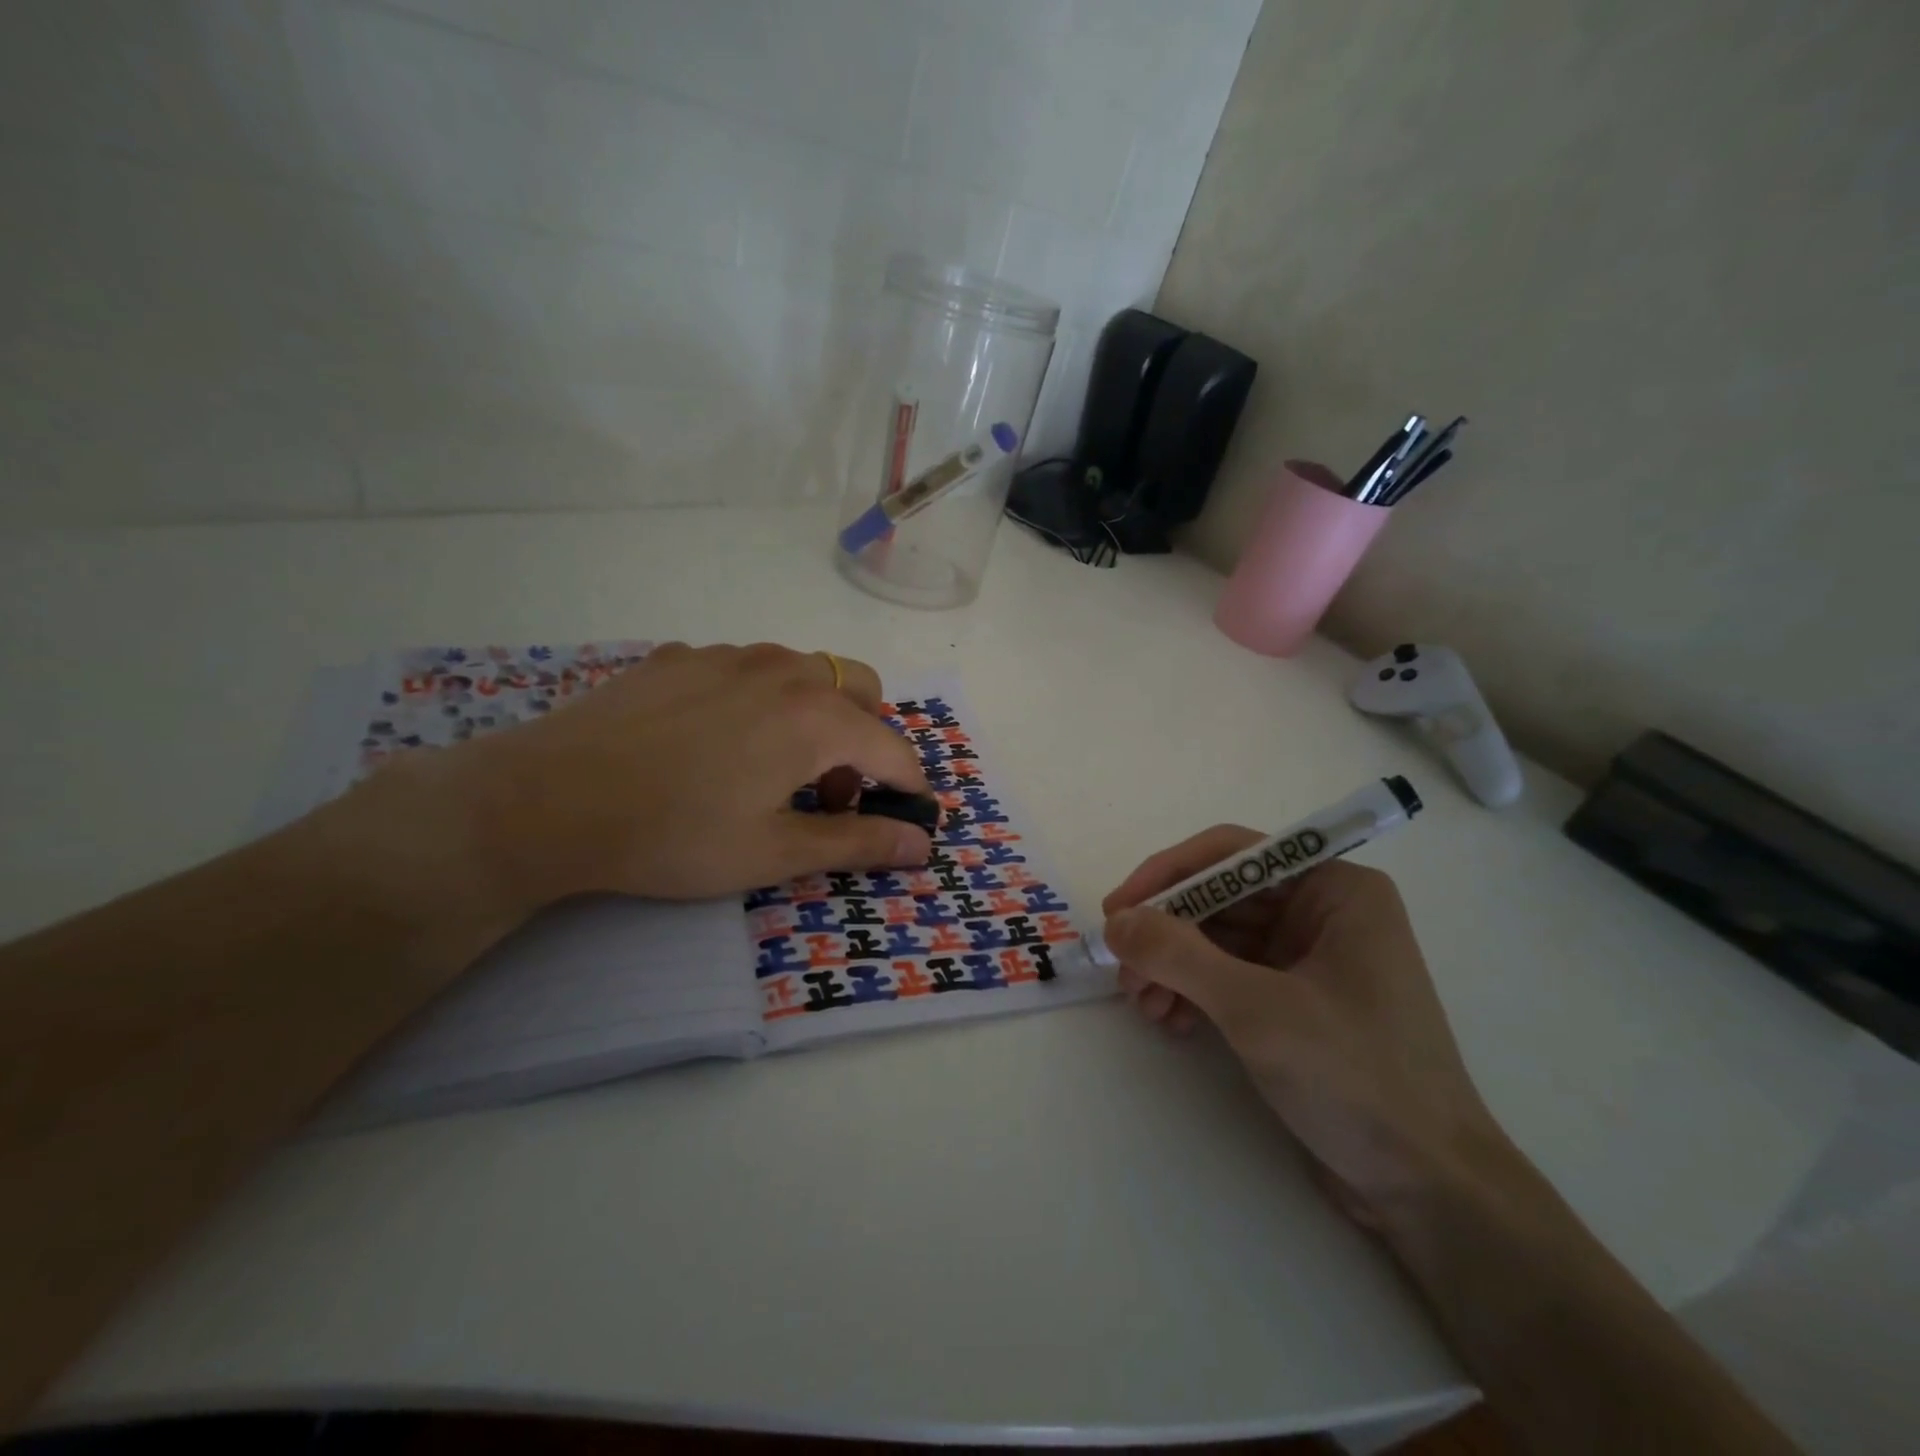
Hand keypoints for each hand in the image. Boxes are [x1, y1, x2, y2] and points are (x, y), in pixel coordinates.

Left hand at [350, 642, 932, 915]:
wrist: (545, 799)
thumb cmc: (674, 835)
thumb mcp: (774, 851)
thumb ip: (859, 842)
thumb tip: (924, 842)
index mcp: (817, 717)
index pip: (895, 750)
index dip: (909, 790)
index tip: (901, 823)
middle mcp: (785, 670)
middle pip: (862, 692)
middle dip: (867, 741)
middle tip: (831, 793)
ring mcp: (729, 655)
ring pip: (806, 673)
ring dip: (818, 716)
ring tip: (774, 766)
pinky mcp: (681, 656)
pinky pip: (748, 669)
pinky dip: (762, 700)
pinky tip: (716, 741)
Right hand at [1102, 831, 1508, 1223]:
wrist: (1429, 1190)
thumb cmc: (1357, 1078)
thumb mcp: (1258, 1009)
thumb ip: (1179, 955)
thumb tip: (1116, 922)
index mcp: (1335, 888)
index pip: (1232, 854)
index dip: (1166, 875)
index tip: (1116, 910)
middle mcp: (1323, 911)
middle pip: (1219, 897)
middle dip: (1166, 932)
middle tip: (1122, 972)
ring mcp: (1310, 958)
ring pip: (1217, 938)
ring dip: (1173, 966)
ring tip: (1143, 1006)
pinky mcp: (1296, 1001)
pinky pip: (1229, 975)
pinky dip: (1193, 992)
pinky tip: (1172, 1023)